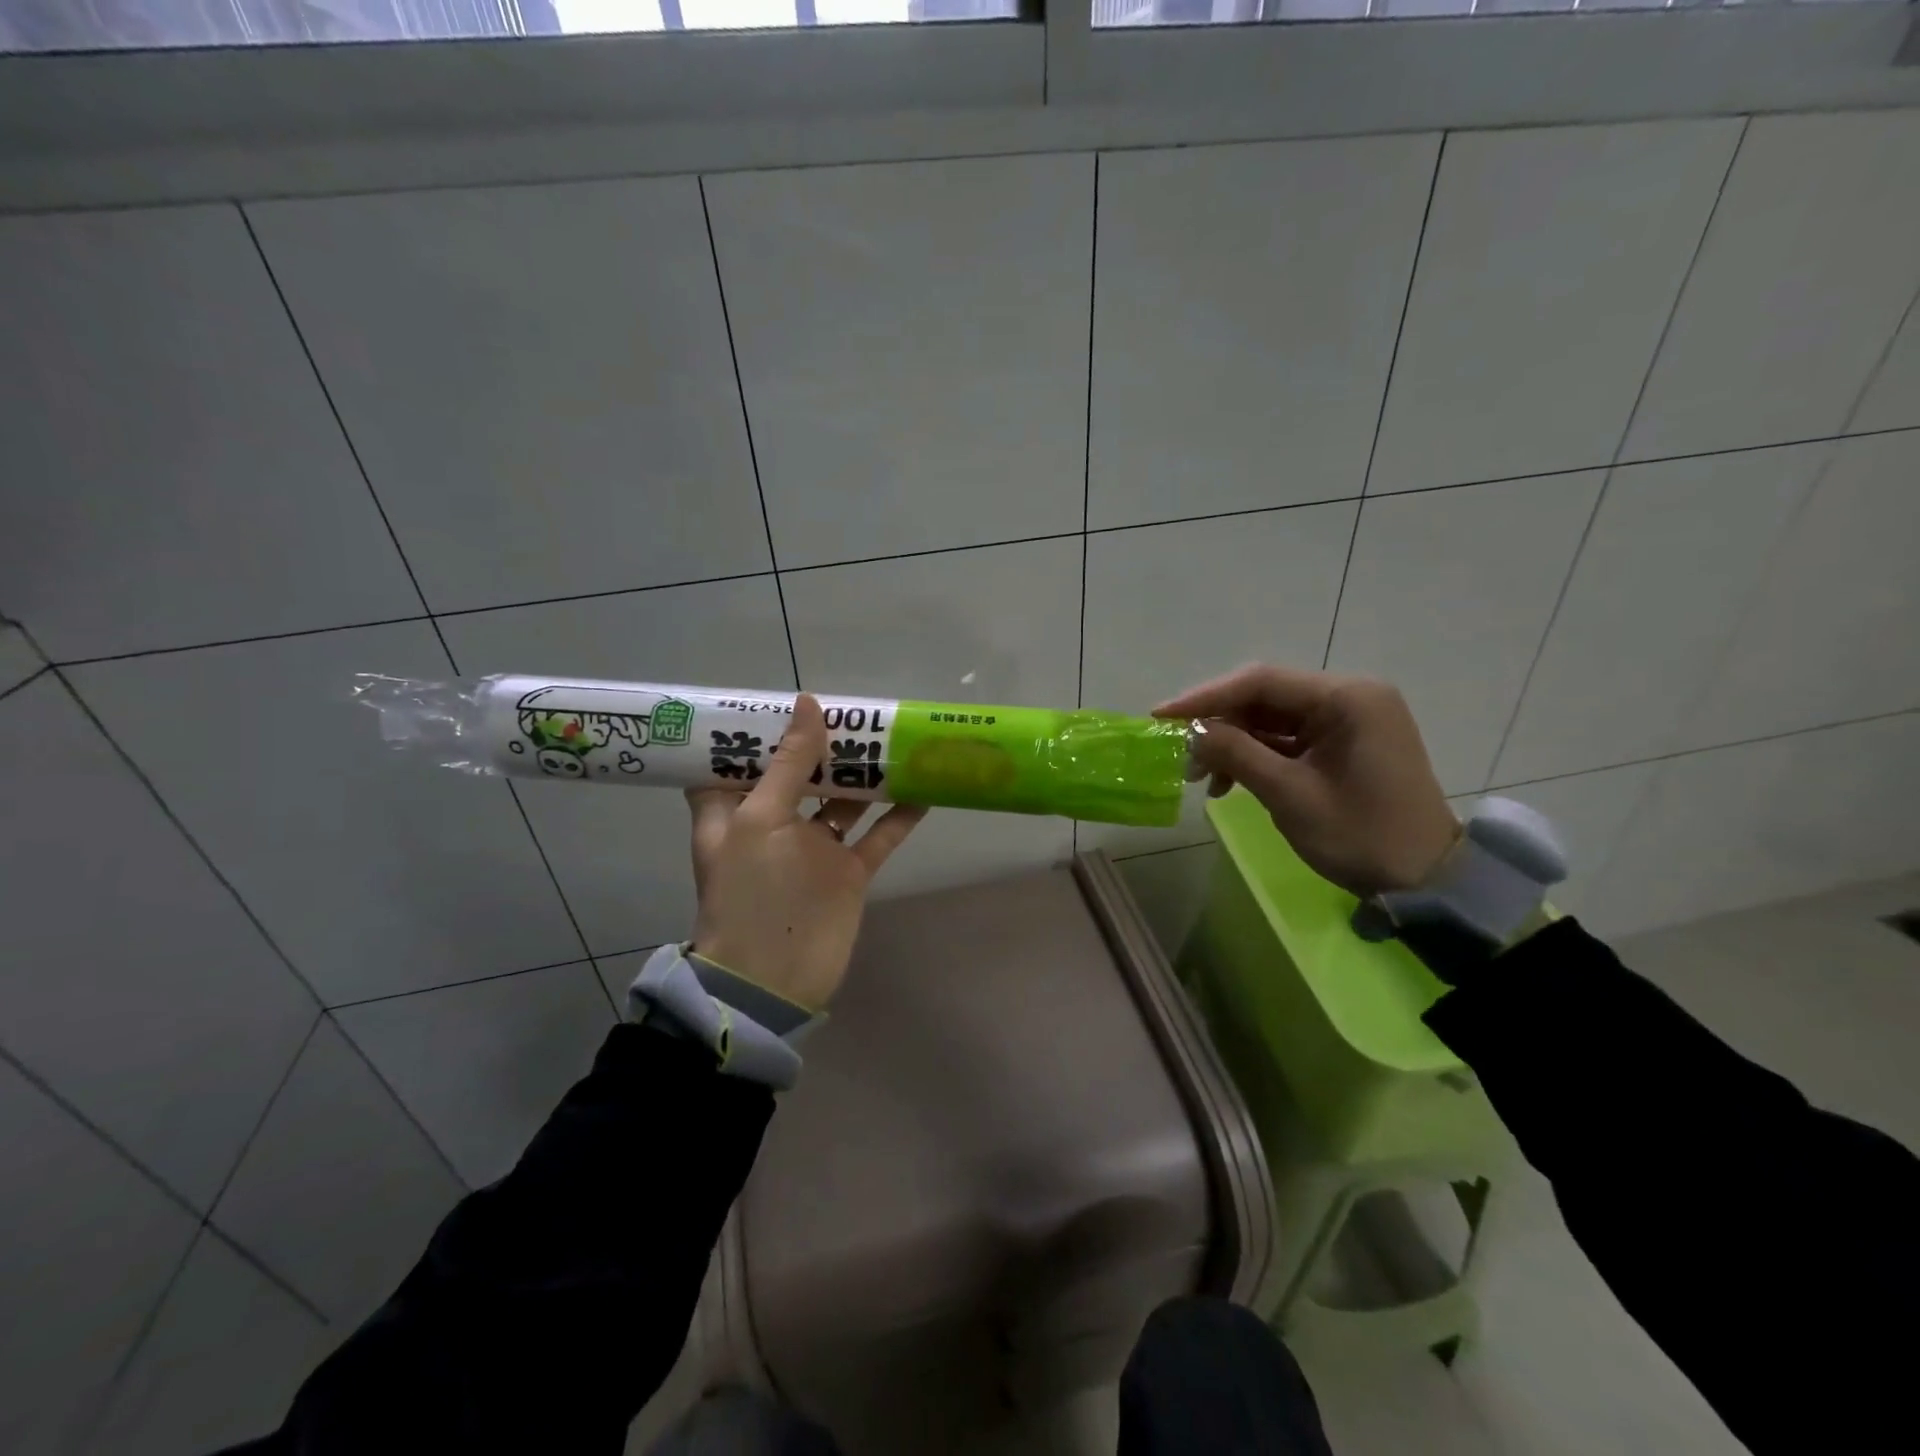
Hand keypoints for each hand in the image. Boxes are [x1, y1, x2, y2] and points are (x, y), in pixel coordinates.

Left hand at [686, 693, 925, 1010]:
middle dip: (824, 744)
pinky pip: (878, 835)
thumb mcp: (760, 820)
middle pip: (800, 774)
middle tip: (856, 710)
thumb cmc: (751, 893)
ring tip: (896, 738)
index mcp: (735, 810)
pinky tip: (926, 788)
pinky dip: (900, 813)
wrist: (774, 980)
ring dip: (866, 774)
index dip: (756, 730)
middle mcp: (774, 823)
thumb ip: (789, 764)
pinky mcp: (848, 871)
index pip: (737, 760)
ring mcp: (815, 848)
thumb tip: (807, 703)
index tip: (783, 700)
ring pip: (843, 800)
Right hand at [1155, 665, 1458, 898]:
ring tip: (1202, 779)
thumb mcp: (1290, 795)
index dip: (1204, 698)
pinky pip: (1287, 738)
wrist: (1425, 882)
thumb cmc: (1361, 836)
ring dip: (1233, 744)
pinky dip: (1255, 756)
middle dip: (1218, 725)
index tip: (1160, 717)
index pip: (1260, 682)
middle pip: (1265, 697)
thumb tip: (1189, 732)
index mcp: (1348, 698)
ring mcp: (1349, 720)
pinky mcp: (1344, 743)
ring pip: (1272, 719)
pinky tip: (1230, 782)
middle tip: (1179, 755)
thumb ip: (1236, 754)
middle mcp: (1350, 697)